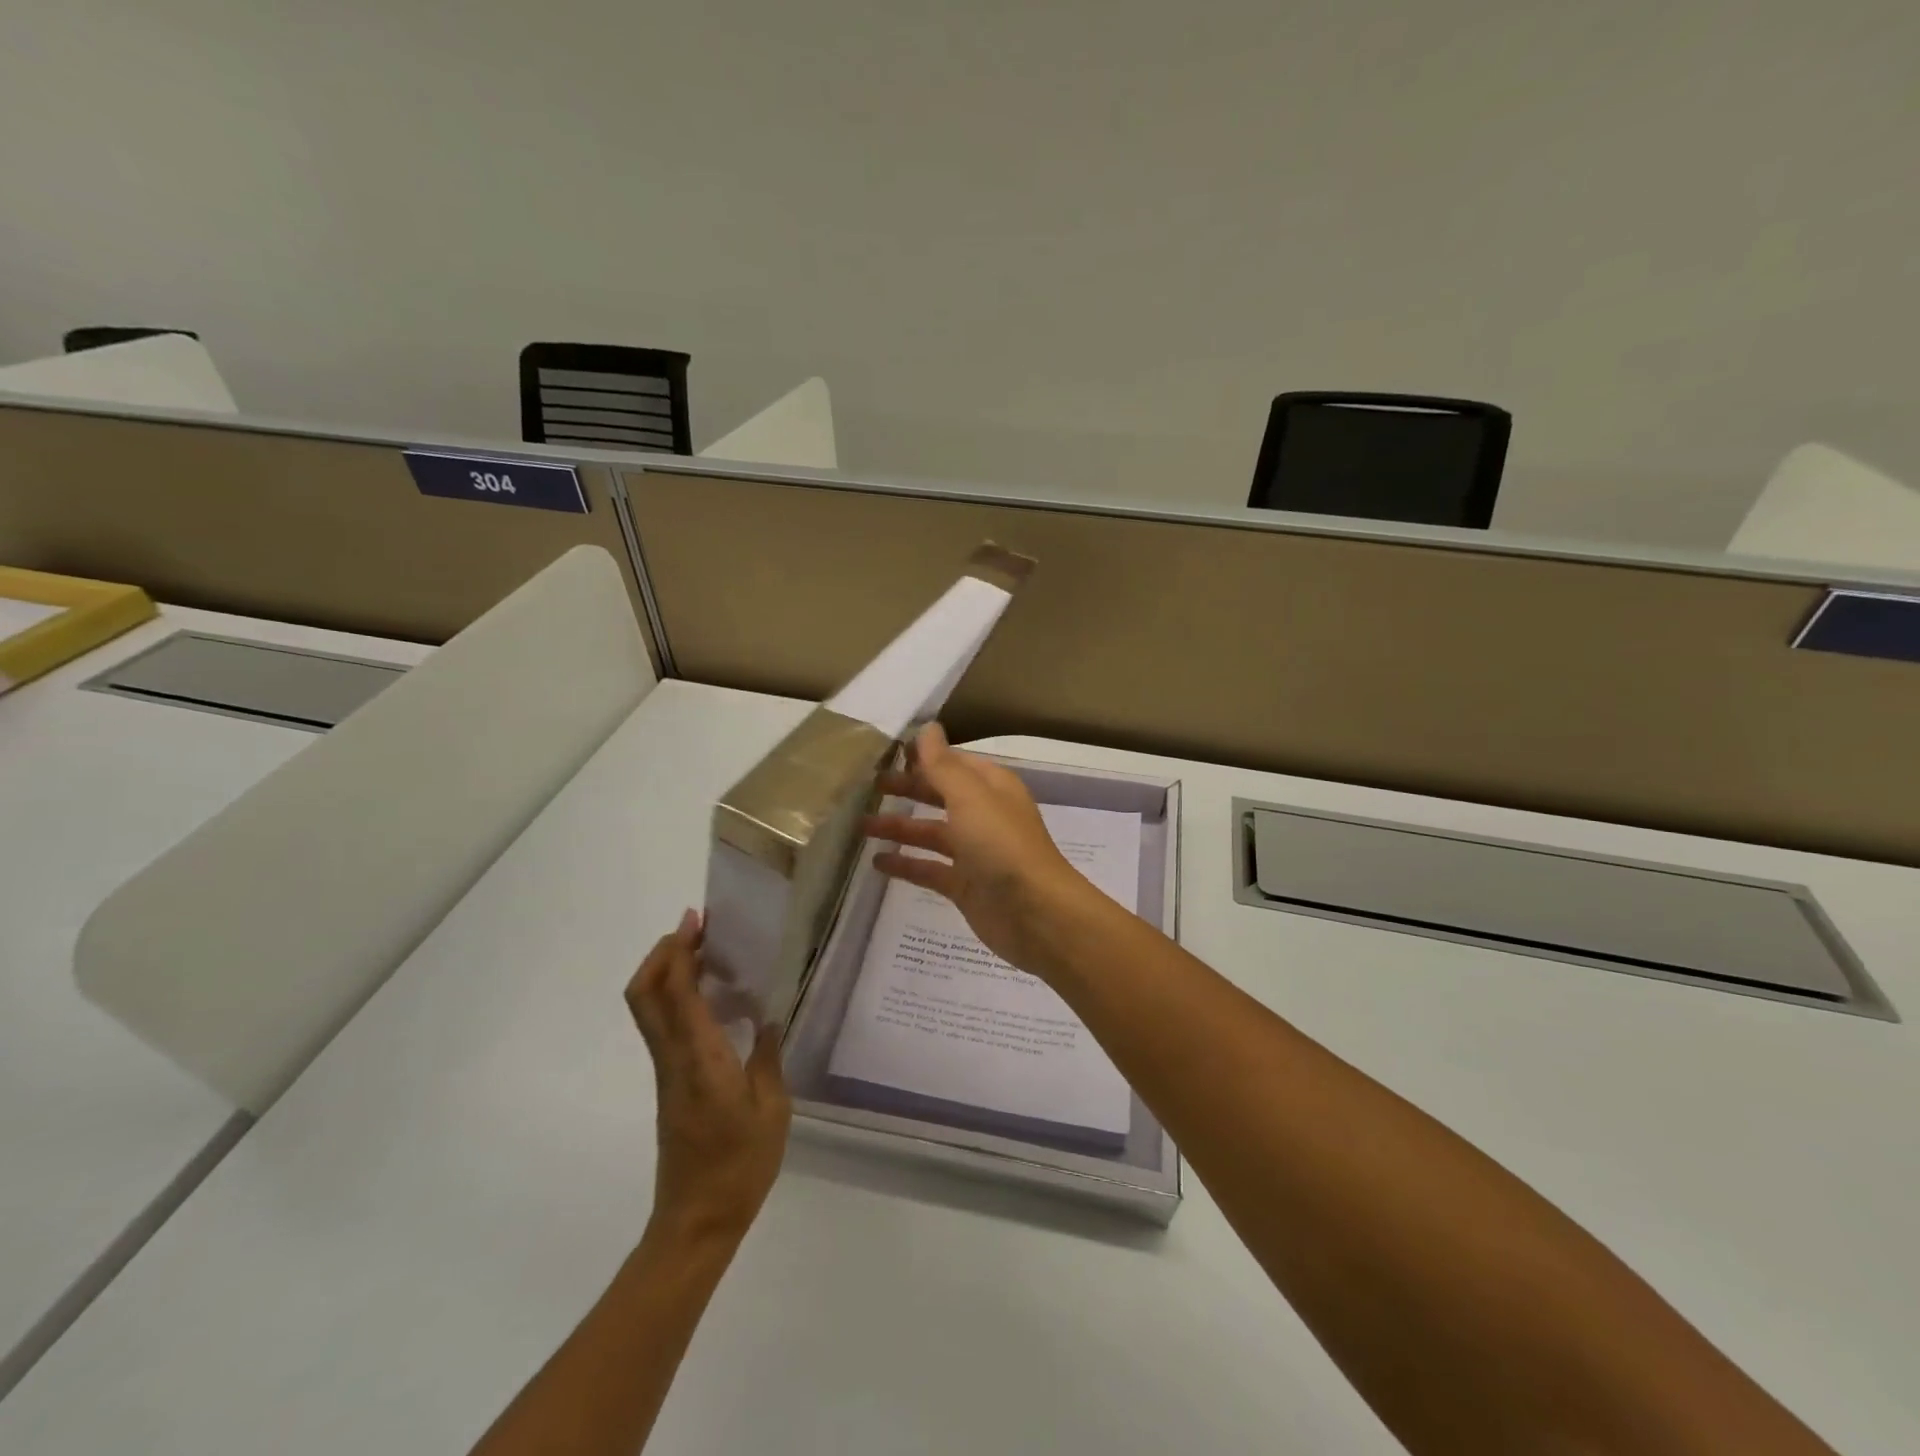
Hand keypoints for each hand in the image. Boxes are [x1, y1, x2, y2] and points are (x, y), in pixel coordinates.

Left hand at [625, 911, 790, 1244]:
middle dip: (662, 953)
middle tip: (697, 929)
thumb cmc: (740, 1166)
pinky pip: (664, 1025)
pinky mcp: (670, 1083)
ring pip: (649, 1008)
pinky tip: (714, 996)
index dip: (679, 952)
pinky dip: (677, 996)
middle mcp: (674, 1058)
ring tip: (706, 951)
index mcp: (701, 1059)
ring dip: (668, 971)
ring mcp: (667, 1071)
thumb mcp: (772, 1110)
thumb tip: (768, 1019)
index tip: (697, 921)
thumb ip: (769, 1059)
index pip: (676, 994)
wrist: (696, 1222)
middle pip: (645, 995)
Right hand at [862, 723, 1104, 976]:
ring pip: (931, 833)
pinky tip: (877, 863)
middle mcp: (984, 815)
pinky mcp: (965, 886)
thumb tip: (927, 727)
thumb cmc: (1002, 845)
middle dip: (908, 788)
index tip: (885, 753)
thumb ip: (943, 765)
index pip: (953, 763)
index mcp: (991, 787)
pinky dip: (906, 865)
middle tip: (868, 786)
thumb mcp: (970, 797)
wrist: (1035, 913)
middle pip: (940, 795)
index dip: (923, 757)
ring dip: (900, 828)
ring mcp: (975, 852)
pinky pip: (929, 869)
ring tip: (861, 825)